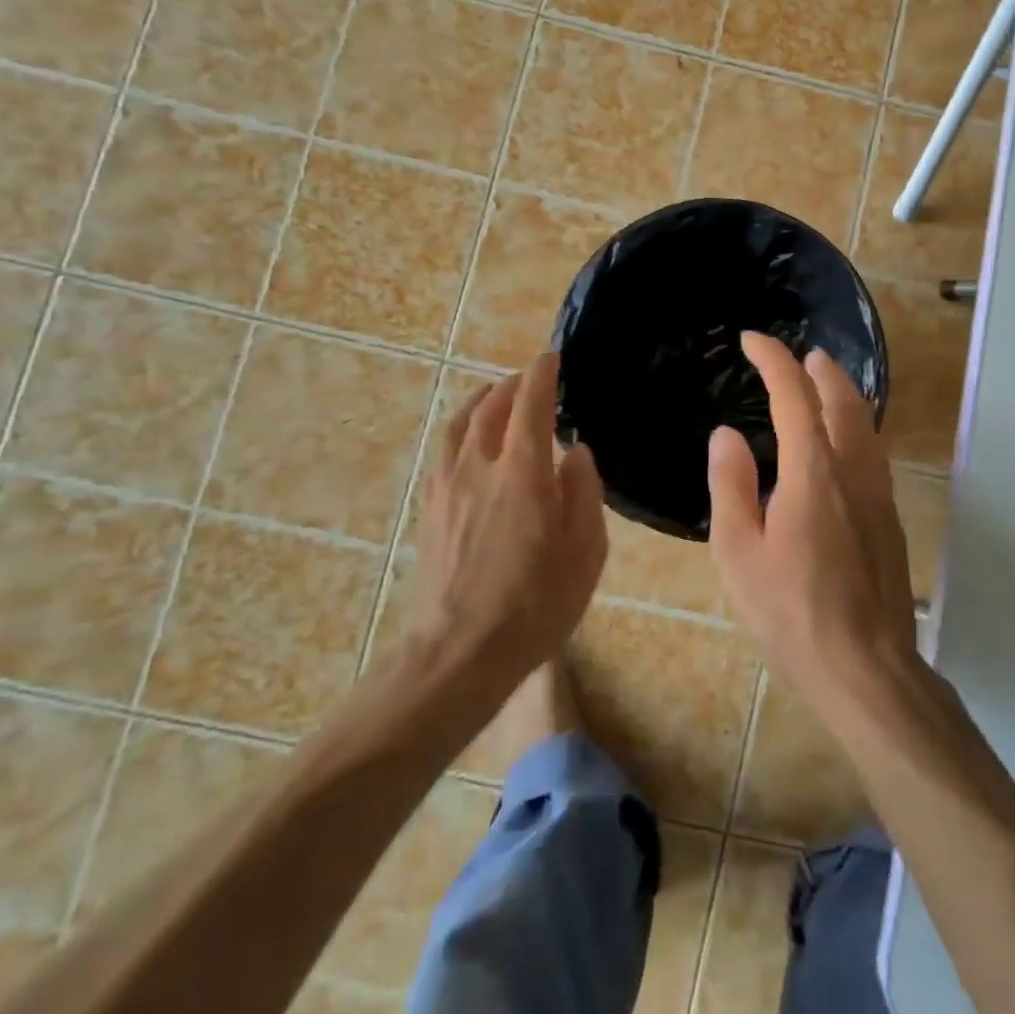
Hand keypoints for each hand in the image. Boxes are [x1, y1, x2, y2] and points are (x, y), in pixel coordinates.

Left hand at [406, 352, 606, 682]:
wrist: (459, 654)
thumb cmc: (535, 605)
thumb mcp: (584, 552)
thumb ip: (584, 493)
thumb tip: (576, 452)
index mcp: (522, 474)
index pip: (530, 405)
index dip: (541, 376)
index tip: (551, 358)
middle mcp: (478, 468)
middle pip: (490, 408)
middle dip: (511, 386)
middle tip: (530, 379)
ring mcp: (446, 487)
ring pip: (459, 426)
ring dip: (480, 402)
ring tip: (495, 396)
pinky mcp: (430, 509)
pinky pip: (443, 451)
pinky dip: (460, 430)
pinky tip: (468, 442)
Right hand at [707, 333, 918, 708]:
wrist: (866, 667)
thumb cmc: (791, 612)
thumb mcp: (739, 552)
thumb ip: (732, 485)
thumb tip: (727, 435)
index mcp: (813, 471)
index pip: (794, 394)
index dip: (772, 359)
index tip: (751, 340)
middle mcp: (853, 470)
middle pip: (842, 399)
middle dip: (818, 368)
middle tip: (797, 355)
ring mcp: (879, 494)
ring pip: (865, 423)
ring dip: (842, 393)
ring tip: (823, 383)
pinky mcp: (890, 518)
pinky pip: (872, 451)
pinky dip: (854, 425)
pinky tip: (842, 443)